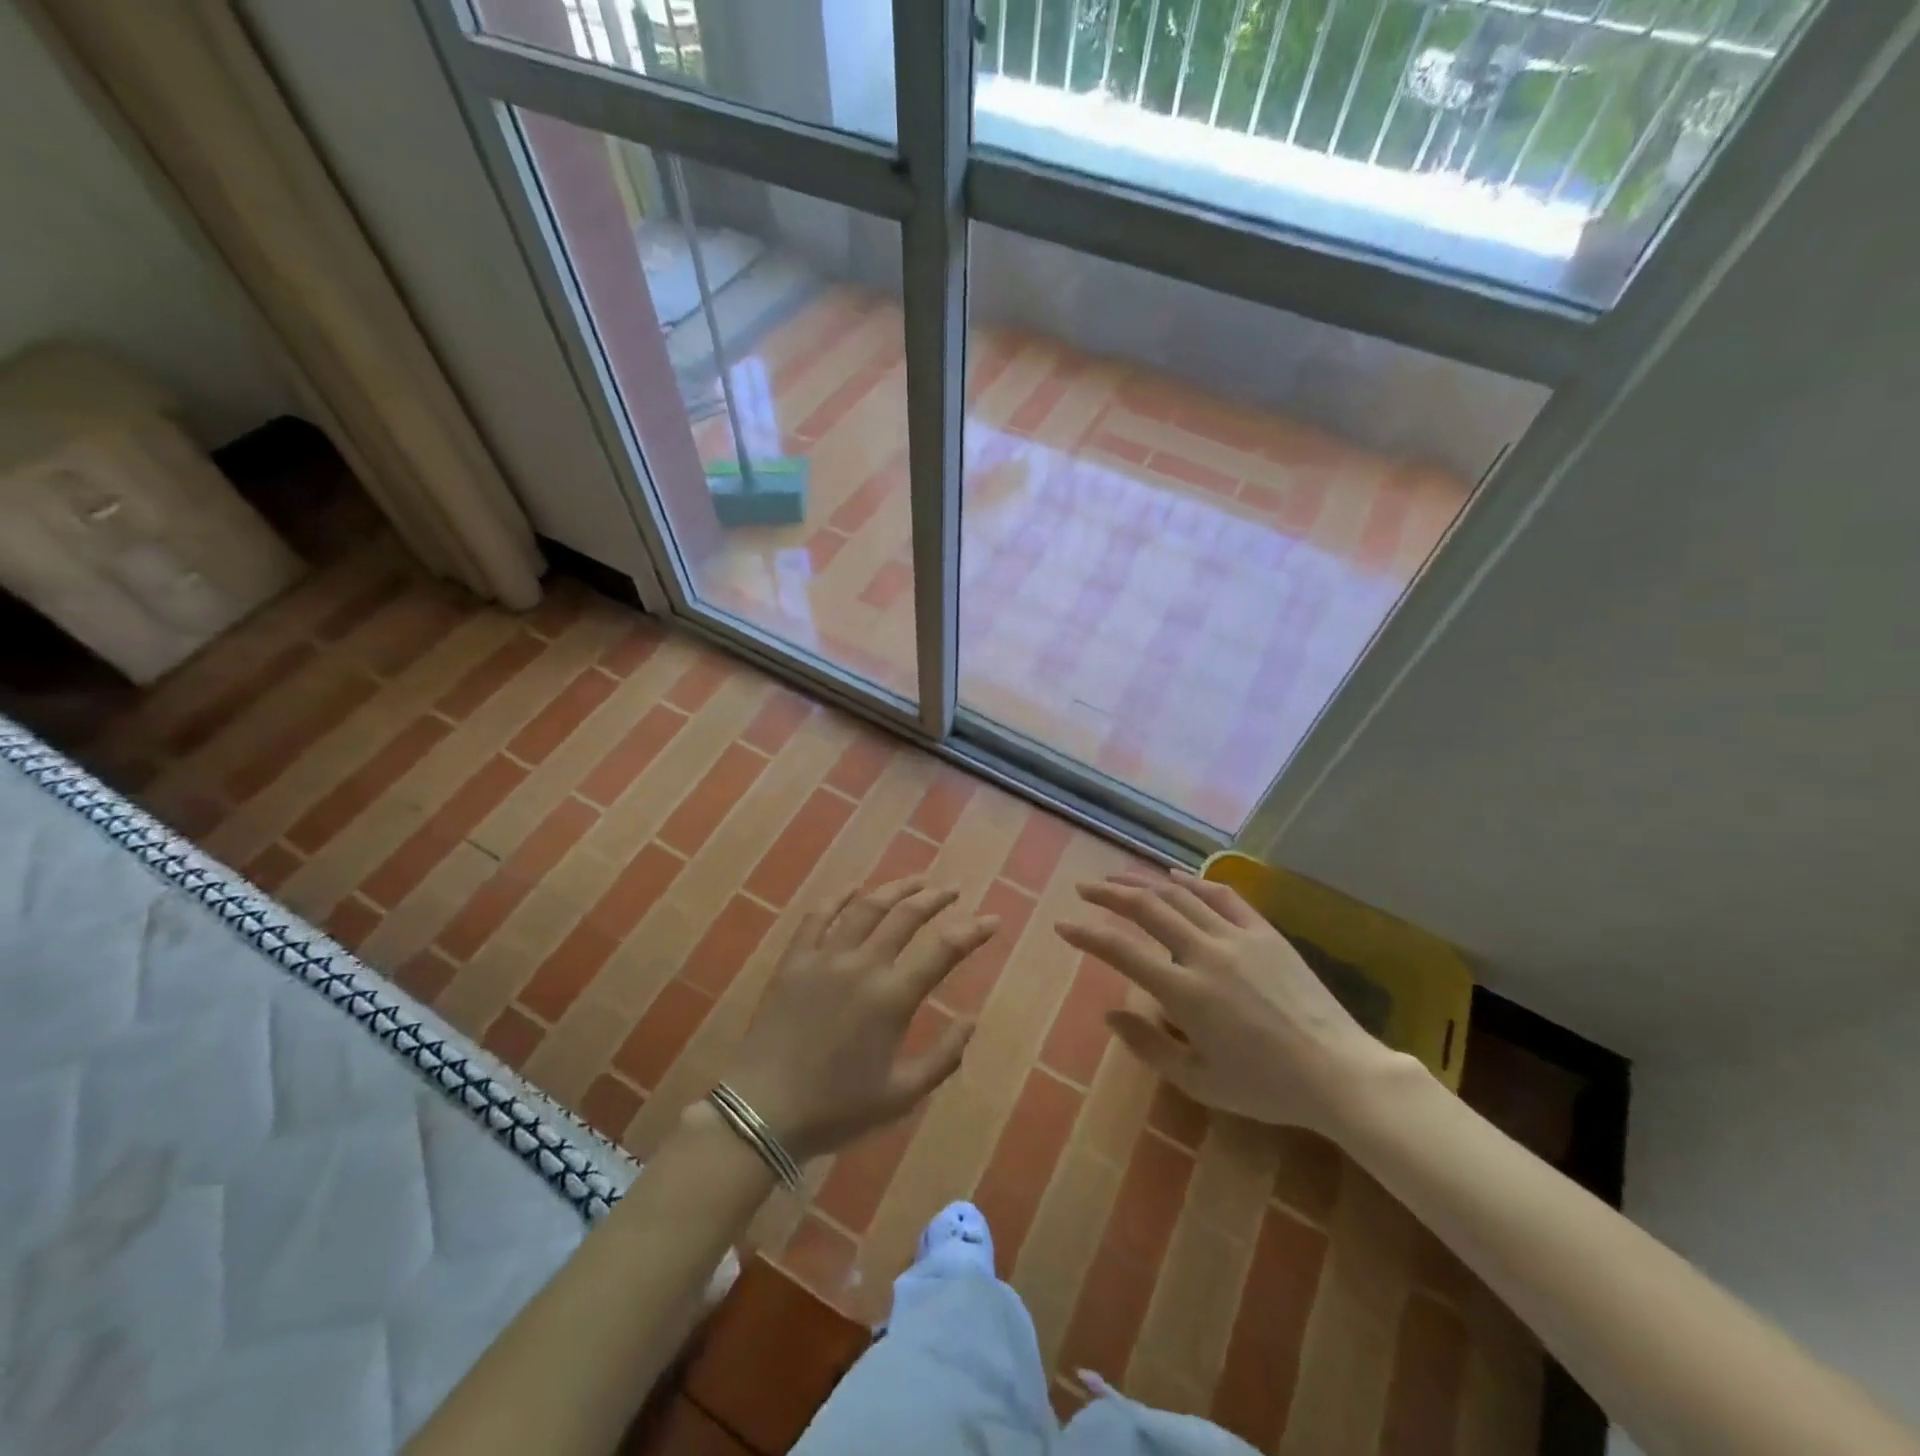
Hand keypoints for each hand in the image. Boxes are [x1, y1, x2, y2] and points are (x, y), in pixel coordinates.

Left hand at [722, 877, 997, 1160]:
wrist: (763, 1111)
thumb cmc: (836, 1109)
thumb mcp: (902, 1095)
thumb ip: (944, 1057)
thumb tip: (972, 1020)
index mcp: (892, 998)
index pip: (943, 951)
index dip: (972, 931)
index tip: (992, 919)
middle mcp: (862, 966)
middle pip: (905, 916)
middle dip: (935, 898)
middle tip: (952, 889)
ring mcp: (825, 958)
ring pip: (866, 907)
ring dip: (895, 889)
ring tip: (916, 880)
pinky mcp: (795, 960)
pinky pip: (818, 916)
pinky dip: (839, 896)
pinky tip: (854, 887)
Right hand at [1054, 869, 1400, 1133]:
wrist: (1339, 1073)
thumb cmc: (1266, 1087)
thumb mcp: (1200, 1083)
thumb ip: (1149, 1047)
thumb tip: (1110, 1013)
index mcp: (1185, 993)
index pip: (1122, 951)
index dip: (1087, 935)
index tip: (1063, 926)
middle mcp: (1204, 954)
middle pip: (1147, 908)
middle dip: (1109, 894)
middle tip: (1084, 888)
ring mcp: (1237, 937)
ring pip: (1180, 895)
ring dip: (1144, 882)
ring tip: (1119, 876)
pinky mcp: (1265, 932)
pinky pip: (1222, 896)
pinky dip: (1193, 882)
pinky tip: (1175, 877)